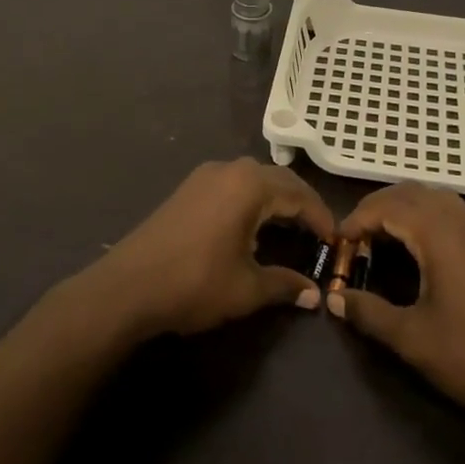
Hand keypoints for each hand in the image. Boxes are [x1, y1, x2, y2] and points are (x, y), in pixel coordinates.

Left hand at [77, 159, 334, 339]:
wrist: (128, 286)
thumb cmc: (194, 283)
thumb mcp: (246, 289)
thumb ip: (285, 284)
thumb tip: (315, 294)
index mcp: (250, 186)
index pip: (299, 194)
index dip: (321, 217)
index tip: (336, 240)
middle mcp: (230, 170)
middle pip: (279, 179)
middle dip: (302, 203)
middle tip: (318, 232)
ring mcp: (206, 175)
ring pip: (254, 178)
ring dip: (276, 198)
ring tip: (290, 227)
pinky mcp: (189, 187)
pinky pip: (233, 183)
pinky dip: (253, 198)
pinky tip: (253, 224)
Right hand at [332, 184, 464, 421]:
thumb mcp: (412, 339)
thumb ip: (369, 313)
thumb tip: (334, 299)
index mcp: (439, 233)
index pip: (388, 206)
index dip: (357, 219)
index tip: (337, 243)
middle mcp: (460, 219)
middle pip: (409, 192)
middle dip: (377, 207)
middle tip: (354, 238)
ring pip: (432, 197)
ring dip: (402, 208)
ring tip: (380, 238)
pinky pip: (450, 210)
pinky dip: (424, 215)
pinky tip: (417, 248)